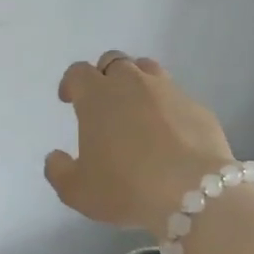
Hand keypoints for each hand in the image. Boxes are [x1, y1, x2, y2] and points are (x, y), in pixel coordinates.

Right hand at [45, 51, 234, 237]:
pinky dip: (166, 106)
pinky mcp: (198, 107)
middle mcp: (132, 83)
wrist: (195, 192)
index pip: (78, 73)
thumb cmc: (126, 187)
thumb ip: (59, 171)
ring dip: (136, 82)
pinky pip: (176, 96)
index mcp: (97, 97)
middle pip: (114, 61)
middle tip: (102, 101)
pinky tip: (168, 131)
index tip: (69, 99)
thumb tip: (55, 158)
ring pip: (148, 70)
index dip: (71, 83)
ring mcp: (169, 91)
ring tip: (135, 108)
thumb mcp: (78, 191)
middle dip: (104, 76)